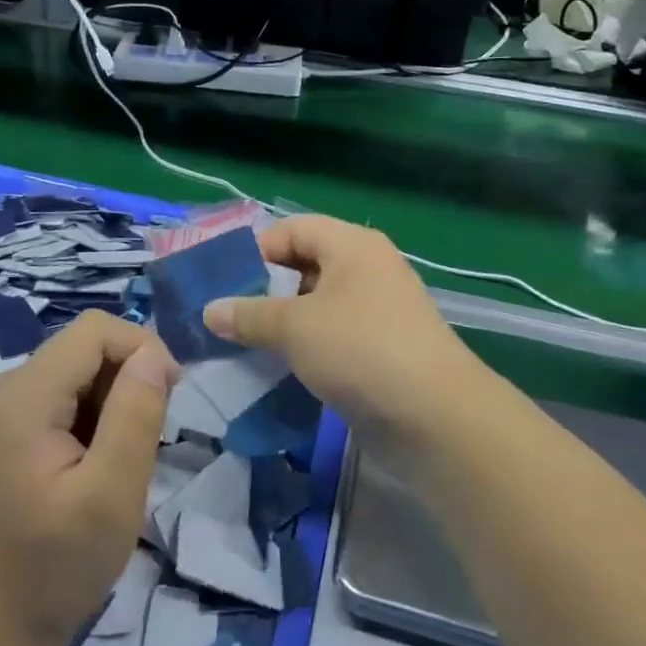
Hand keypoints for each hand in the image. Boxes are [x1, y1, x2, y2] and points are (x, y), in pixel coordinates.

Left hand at [0, 312, 178, 645]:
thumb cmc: (53, 570)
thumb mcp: (112, 494)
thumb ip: (137, 413)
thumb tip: (154, 354)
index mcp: (20, 396)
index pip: (95, 330)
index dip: (143, 350)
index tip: (169, 400)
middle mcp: (0, 387)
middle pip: (84, 349)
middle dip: (126, 383)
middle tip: (143, 446)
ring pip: (75, 372)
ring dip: (110, 404)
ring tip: (115, 463)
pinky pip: (58, 397)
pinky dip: (88, 419)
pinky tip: (90, 467)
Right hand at [202, 216, 476, 440]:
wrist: (435, 416)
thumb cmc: (360, 350)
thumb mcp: (294, 328)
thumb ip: (249, 315)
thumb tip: (210, 310)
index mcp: (351, 244)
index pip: (293, 229)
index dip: (256, 251)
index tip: (224, 285)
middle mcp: (367, 267)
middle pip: (305, 265)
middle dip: (266, 290)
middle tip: (230, 318)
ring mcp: (379, 308)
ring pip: (318, 304)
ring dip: (284, 322)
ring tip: (247, 346)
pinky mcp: (382, 346)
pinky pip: (334, 334)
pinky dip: (307, 346)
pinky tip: (281, 369)